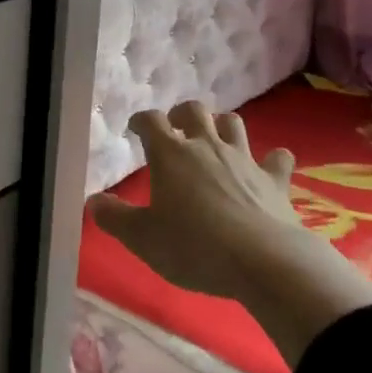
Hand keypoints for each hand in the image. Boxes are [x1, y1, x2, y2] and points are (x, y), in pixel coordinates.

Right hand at [90, 100, 371, 366]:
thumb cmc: (195, 248)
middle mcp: (207, 146)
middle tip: (175, 130)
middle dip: (181, 114)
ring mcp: (244, 159)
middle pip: (194, 111)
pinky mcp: (274, 179)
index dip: (141, 121)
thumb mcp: (143, 239)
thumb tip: (93, 201)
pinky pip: (277, 158)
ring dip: (222, 125)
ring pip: (233, 123)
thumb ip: (115, 218)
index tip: (135, 129)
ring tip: (215, 138)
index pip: (151, 121)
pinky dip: (273, 159)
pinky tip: (271, 164)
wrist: (263, 261)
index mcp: (171, 155)